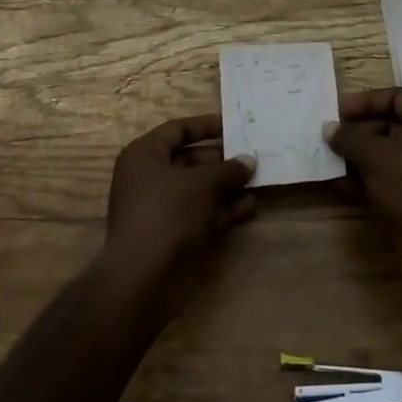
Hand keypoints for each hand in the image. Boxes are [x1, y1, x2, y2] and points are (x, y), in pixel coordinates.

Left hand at [104, 114, 256, 279]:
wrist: (143, 276)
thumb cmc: (169, 213)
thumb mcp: (203, 184)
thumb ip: (228, 170)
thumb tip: (249, 161)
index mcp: (144, 155)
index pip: (178, 130)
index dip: (207, 126)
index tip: (235, 126)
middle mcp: (148, 178)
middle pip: (190, 160)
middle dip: (223, 160)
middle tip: (252, 157)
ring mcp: (159, 208)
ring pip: (198, 190)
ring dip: (227, 186)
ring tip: (259, 180)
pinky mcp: (171, 234)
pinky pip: (200, 213)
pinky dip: (223, 210)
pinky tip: (250, 206)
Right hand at [324, 87, 401, 249]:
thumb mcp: (372, 154)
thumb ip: (348, 137)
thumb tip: (329, 128)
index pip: (396, 96)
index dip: (365, 101)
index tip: (339, 112)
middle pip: (393, 125)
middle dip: (360, 132)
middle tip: (334, 139)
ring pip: (391, 153)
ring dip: (361, 157)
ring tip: (334, 163)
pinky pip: (395, 176)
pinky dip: (371, 178)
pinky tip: (345, 188)